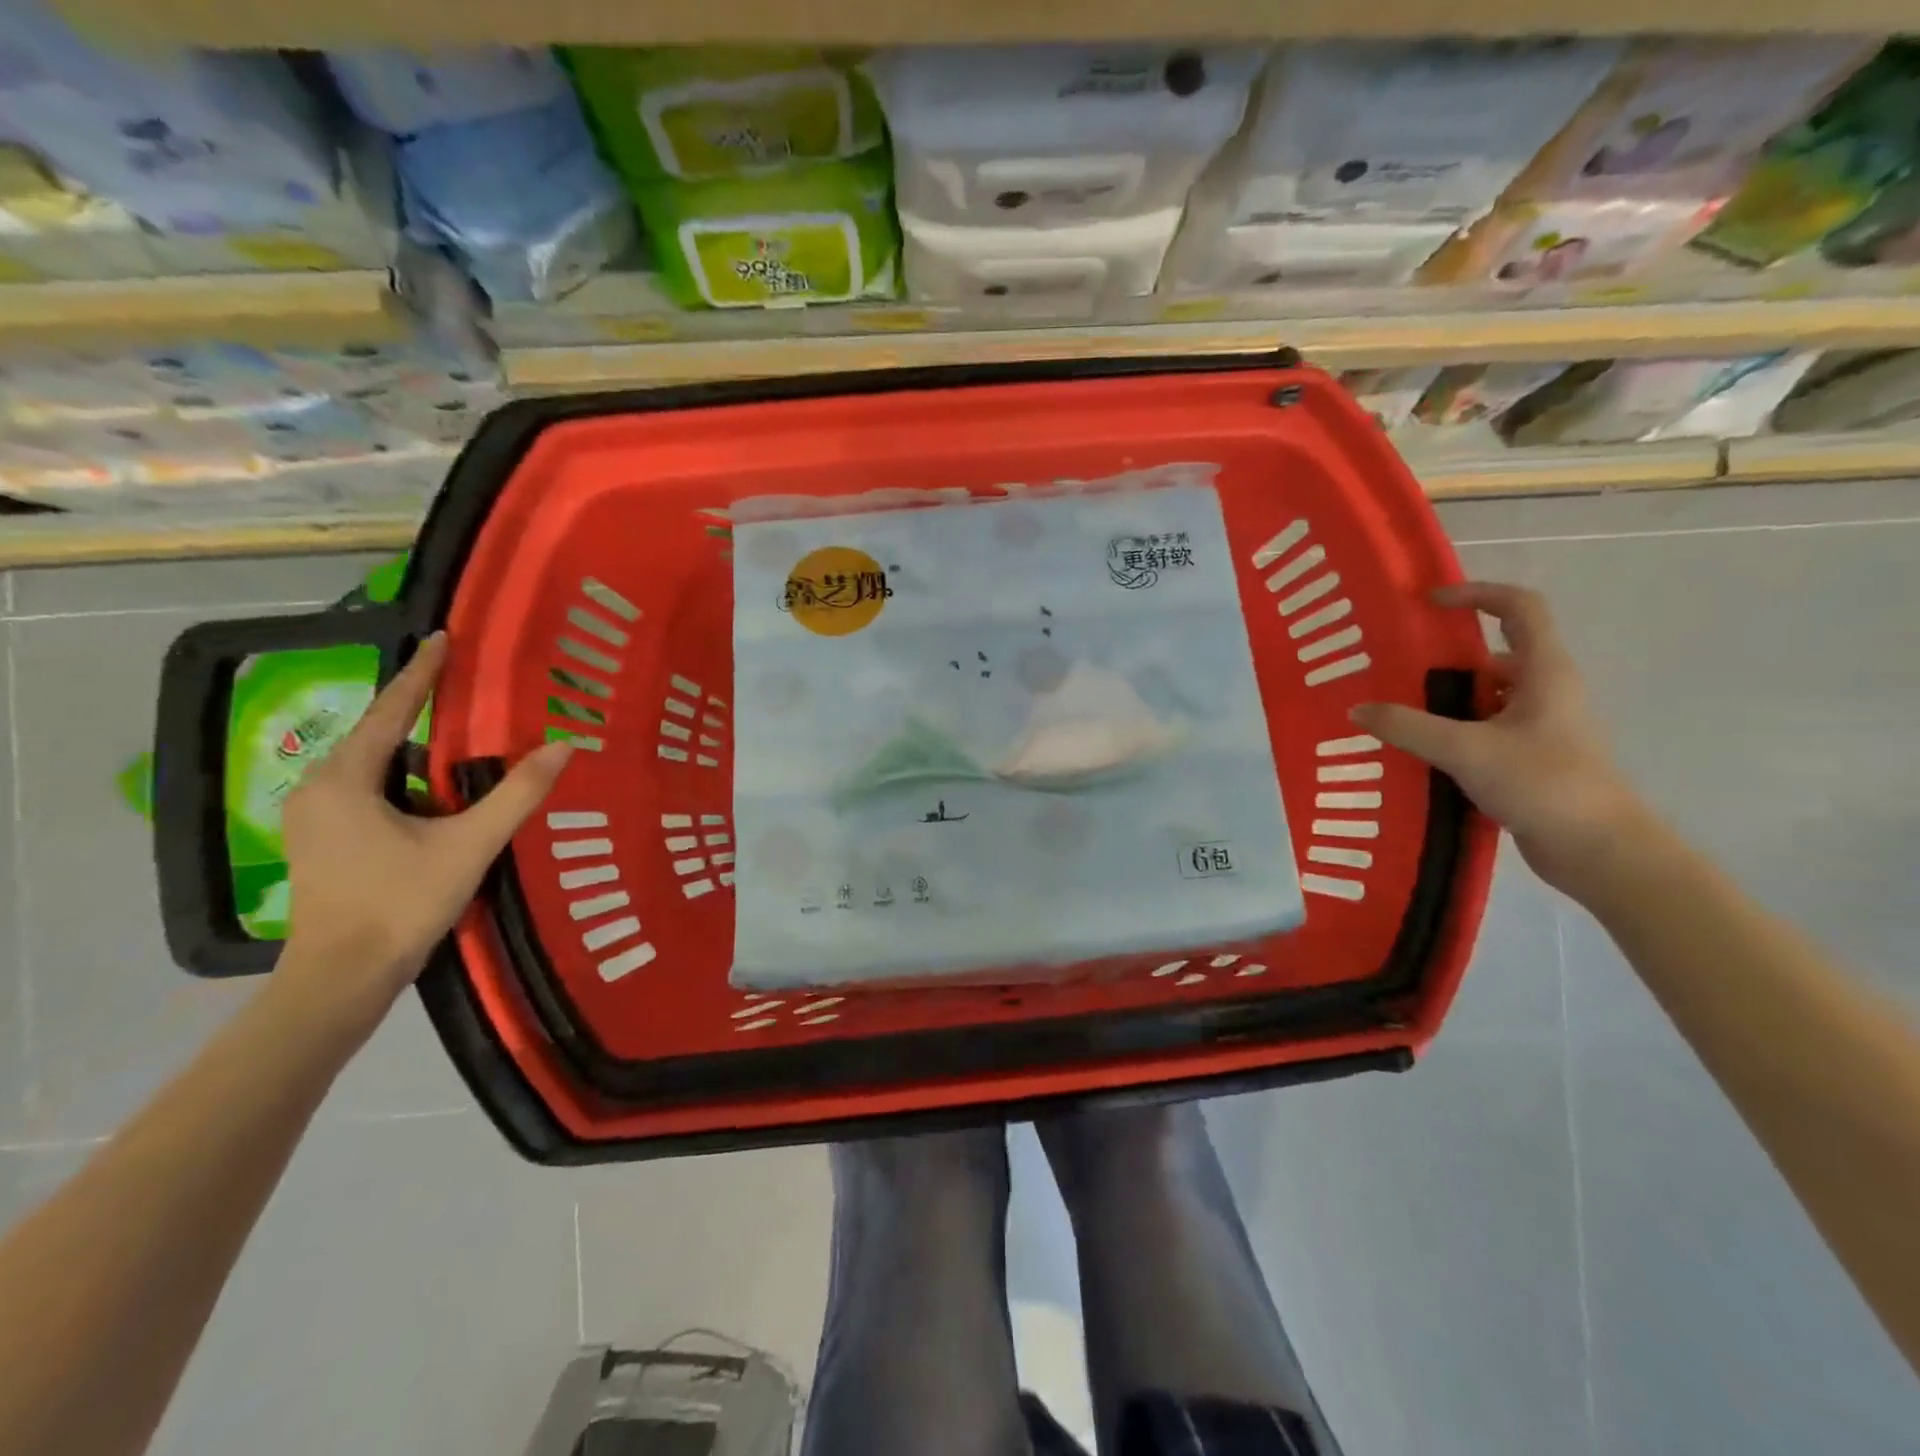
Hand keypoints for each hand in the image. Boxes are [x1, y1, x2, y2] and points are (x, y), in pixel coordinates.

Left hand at [275, 634, 572, 1031]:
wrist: (344, 975)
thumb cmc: (402, 903)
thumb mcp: (470, 844)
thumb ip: (518, 793)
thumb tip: (564, 745)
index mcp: (346, 778)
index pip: (391, 710)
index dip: (421, 672)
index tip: (442, 637)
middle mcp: (319, 786)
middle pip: (377, 733)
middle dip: (417, 707)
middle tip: (461, 683)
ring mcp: (315, 815)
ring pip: (371, 763)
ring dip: (411, 745)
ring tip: (454, 729)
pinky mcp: (323, 838)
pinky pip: (366, 787)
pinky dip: (400, 774)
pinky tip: (432, 786)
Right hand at [1351, 582, 1647, 893]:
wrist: (1599, 849)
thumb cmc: (1543, 783)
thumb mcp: (1466, 750)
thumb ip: (1408, 727)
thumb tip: (1357, 709)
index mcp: (1544, 672)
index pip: (1519, 608)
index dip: (1477, 594)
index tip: (1429, 602)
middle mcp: (1545, 690)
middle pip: (1491, 655)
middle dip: (1441, 659)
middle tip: (1392, 668)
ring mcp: (1538, 726)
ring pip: (1483, 697)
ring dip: (1441, 701)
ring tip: (1392, 712)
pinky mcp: (1528, 758)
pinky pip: (1481, 730)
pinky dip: (1449, 732)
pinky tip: (1415, 752)